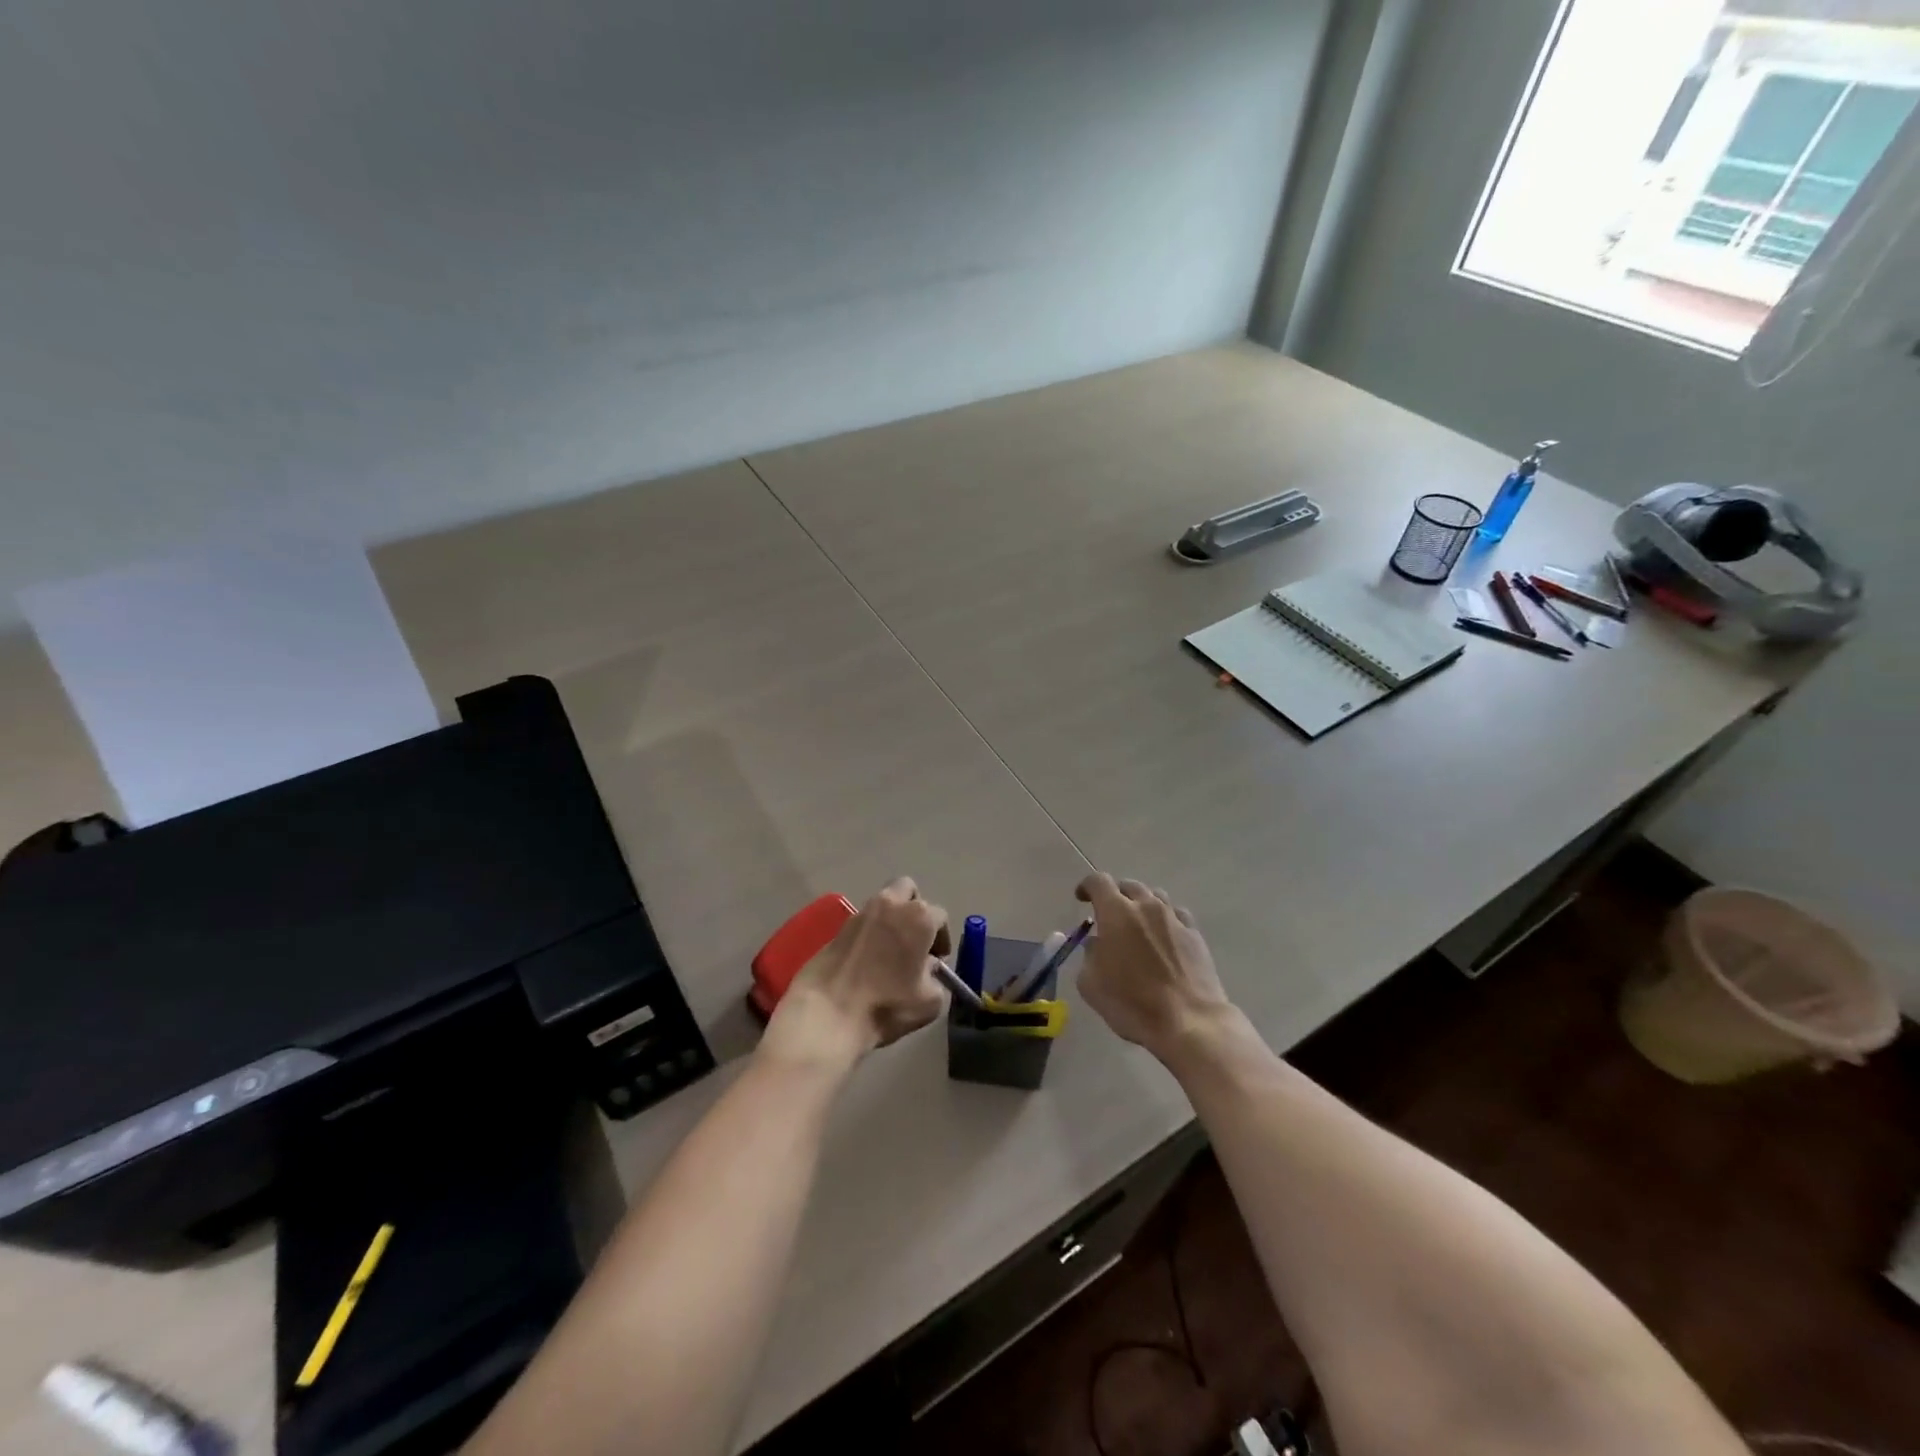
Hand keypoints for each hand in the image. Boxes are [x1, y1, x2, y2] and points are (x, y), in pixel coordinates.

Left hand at [762, 878, 951, 1070]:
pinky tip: (867, 960)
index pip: (940, 916)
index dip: (942, 937)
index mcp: (919, 917)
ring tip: (890, 951)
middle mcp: (890, 905)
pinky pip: (862, 922)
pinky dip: (869, 933)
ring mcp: (860, 913)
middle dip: (915, 908)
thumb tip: (927, 969)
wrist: (827, 1014)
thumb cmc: (886, 1005)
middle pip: (908, 890)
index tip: (938, 959)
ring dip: (891, 918)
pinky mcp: (837, 927)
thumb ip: (936, 979)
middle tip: (915, 939)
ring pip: (882, 902)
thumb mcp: (929, 1002)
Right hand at [1075, 874, 1234, 1063]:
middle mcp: (1146, 907)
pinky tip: (1164, 936)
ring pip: (1155, 897)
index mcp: (1116, 913)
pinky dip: (1166, 919)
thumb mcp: (1091, 984)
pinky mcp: (1195, 935)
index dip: (1087, 886)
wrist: (1188, 1021)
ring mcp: (1174, 919)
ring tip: (1138, 924)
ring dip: (1142, 905)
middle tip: (1110, 915)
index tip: (1082, 899)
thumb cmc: (1132, 1003)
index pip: (1098, 882)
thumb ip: (1090, 955)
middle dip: (1116, 895)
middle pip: (1129, 886)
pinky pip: (1177, 914)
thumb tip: (1098, 944)